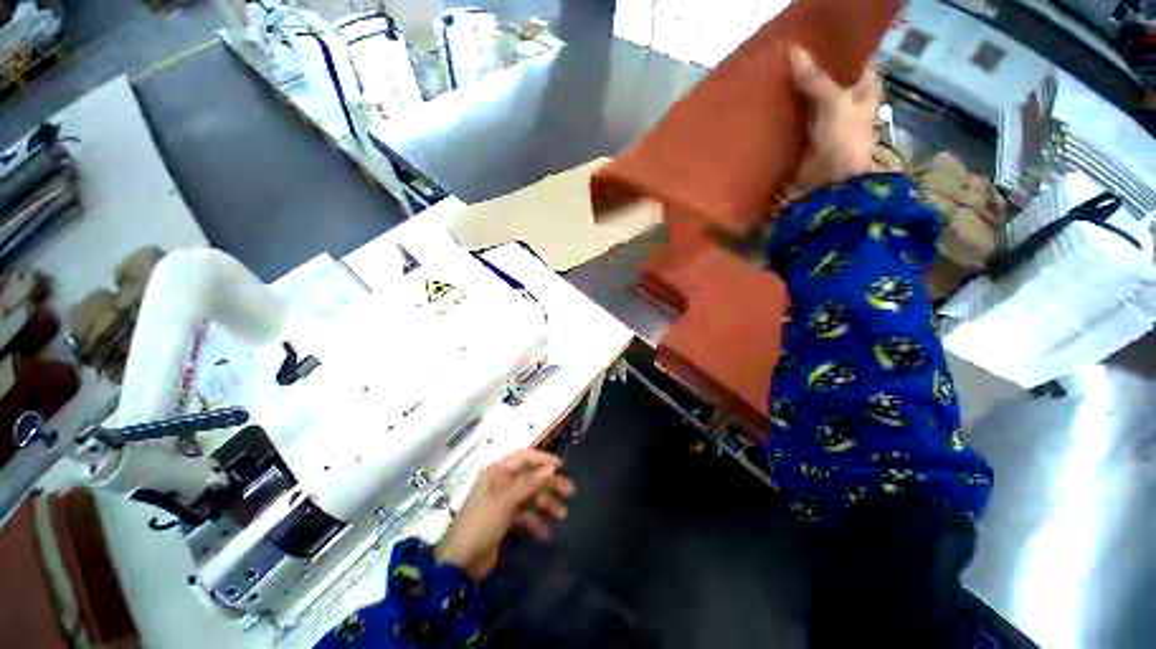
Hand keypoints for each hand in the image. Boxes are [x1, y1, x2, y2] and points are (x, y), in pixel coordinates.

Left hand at [436, 450, 574, 580]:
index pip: (521, 457)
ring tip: (562, 516)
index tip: (562, 466)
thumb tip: (551, 467)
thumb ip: (528, 484)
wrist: (463, 557)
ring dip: (545, 504)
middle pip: (528, 478)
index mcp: (494, 474)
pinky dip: (535, 522)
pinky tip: (545, 533)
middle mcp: (498, 485)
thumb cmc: (482, 524)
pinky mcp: (503, 521)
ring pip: (528, 497)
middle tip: (570, 493)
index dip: (541, 459)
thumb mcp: (505, 502)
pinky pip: (524, 515)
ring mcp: (501, 504)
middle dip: (549, 484)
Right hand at [790, 46, 881, 188]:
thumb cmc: (846, 143)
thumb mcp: (835, 103)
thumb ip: (816, 77)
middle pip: (836, 75)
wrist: (831, 187)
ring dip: (802, 78)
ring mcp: (830, 117)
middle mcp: (850, 103)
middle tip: (796, 43)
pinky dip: (791, 97)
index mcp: (865, 95)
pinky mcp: (811, 130)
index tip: (827, 36)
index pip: (862, 64)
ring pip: (817, 89)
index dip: (848, 49)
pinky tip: (775, 84)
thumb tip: (794, 50)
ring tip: (781, 58)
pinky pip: (800, 107)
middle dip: (819, 61)